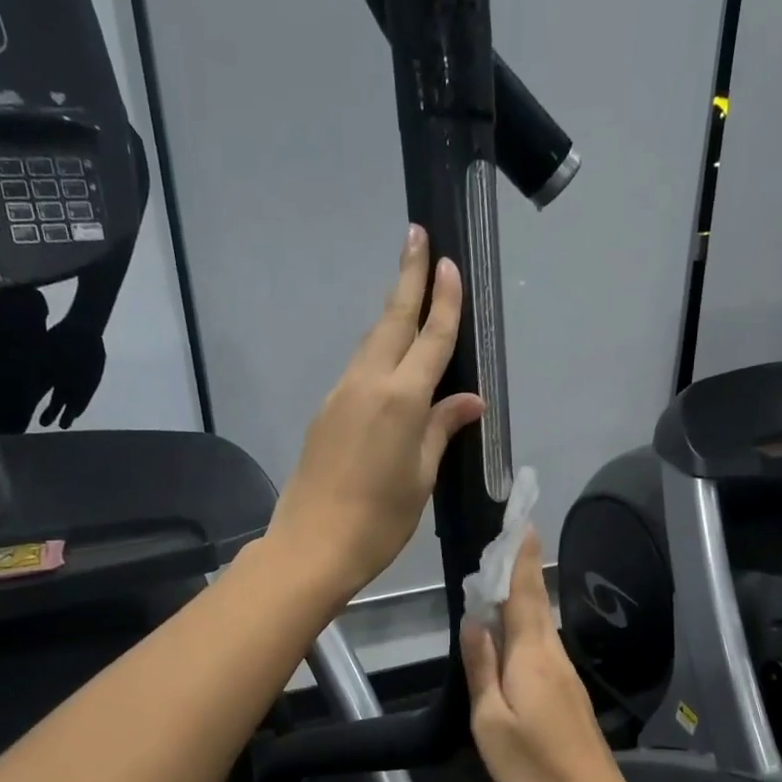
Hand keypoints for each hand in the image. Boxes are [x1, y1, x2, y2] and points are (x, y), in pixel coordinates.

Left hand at [268, 227, 483, 606]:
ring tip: (408, 287)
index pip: (430, 339)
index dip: (444, 301)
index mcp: (401, 399)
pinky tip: (389, 356)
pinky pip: (358, 369)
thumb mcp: (422, 477)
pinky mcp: (326, 412)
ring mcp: (341, 395)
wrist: (312, 545)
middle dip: (407, 277)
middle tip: (416, 236)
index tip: (449, 262)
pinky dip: (378, 350)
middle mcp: (368, 384)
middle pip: (392, 321)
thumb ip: (441, 429)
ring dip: (391, 312)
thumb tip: (468, 400)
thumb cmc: (380, 520)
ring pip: (371, 342)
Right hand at [461, 530, 635, 781]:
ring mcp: (565, 675)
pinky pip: (543, 646)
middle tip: (504, 541)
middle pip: (535, 604)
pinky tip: (511, 634)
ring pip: (540, 625)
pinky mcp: (569, 693)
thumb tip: (474, 620)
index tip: (521, 522)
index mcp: (532, 656)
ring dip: (522, 597)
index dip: (521, 559)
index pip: (524, 594)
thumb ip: (481, 668)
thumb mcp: (490, 720)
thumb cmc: (533, 766)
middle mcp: (553, 655)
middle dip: (521, 570)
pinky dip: (526, 627)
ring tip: (497, 580)